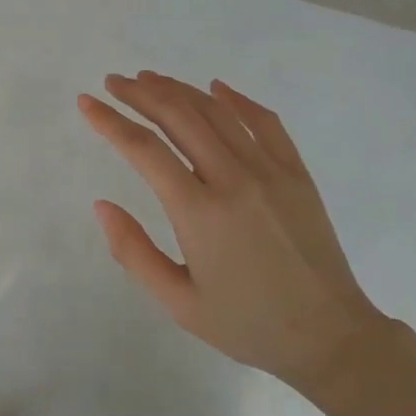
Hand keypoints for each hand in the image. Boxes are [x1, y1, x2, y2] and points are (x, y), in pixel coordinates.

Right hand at [79, 72, 388, 395]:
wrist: (328, 336)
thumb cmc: (247, 324)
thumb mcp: (178, 303)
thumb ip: (134, 252)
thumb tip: (101, 205)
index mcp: (199, 212)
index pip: (144, 149)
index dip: (110, 121)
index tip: (87, 102)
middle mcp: (233, 179)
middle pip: (179, 117)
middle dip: (140, 94)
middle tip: (114, 82)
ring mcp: (270, 171)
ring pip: (217, 112)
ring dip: (179, 90)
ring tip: (150, 79)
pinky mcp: (296, 172)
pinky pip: (265, 122)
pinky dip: (237, 100)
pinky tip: (216, 88)